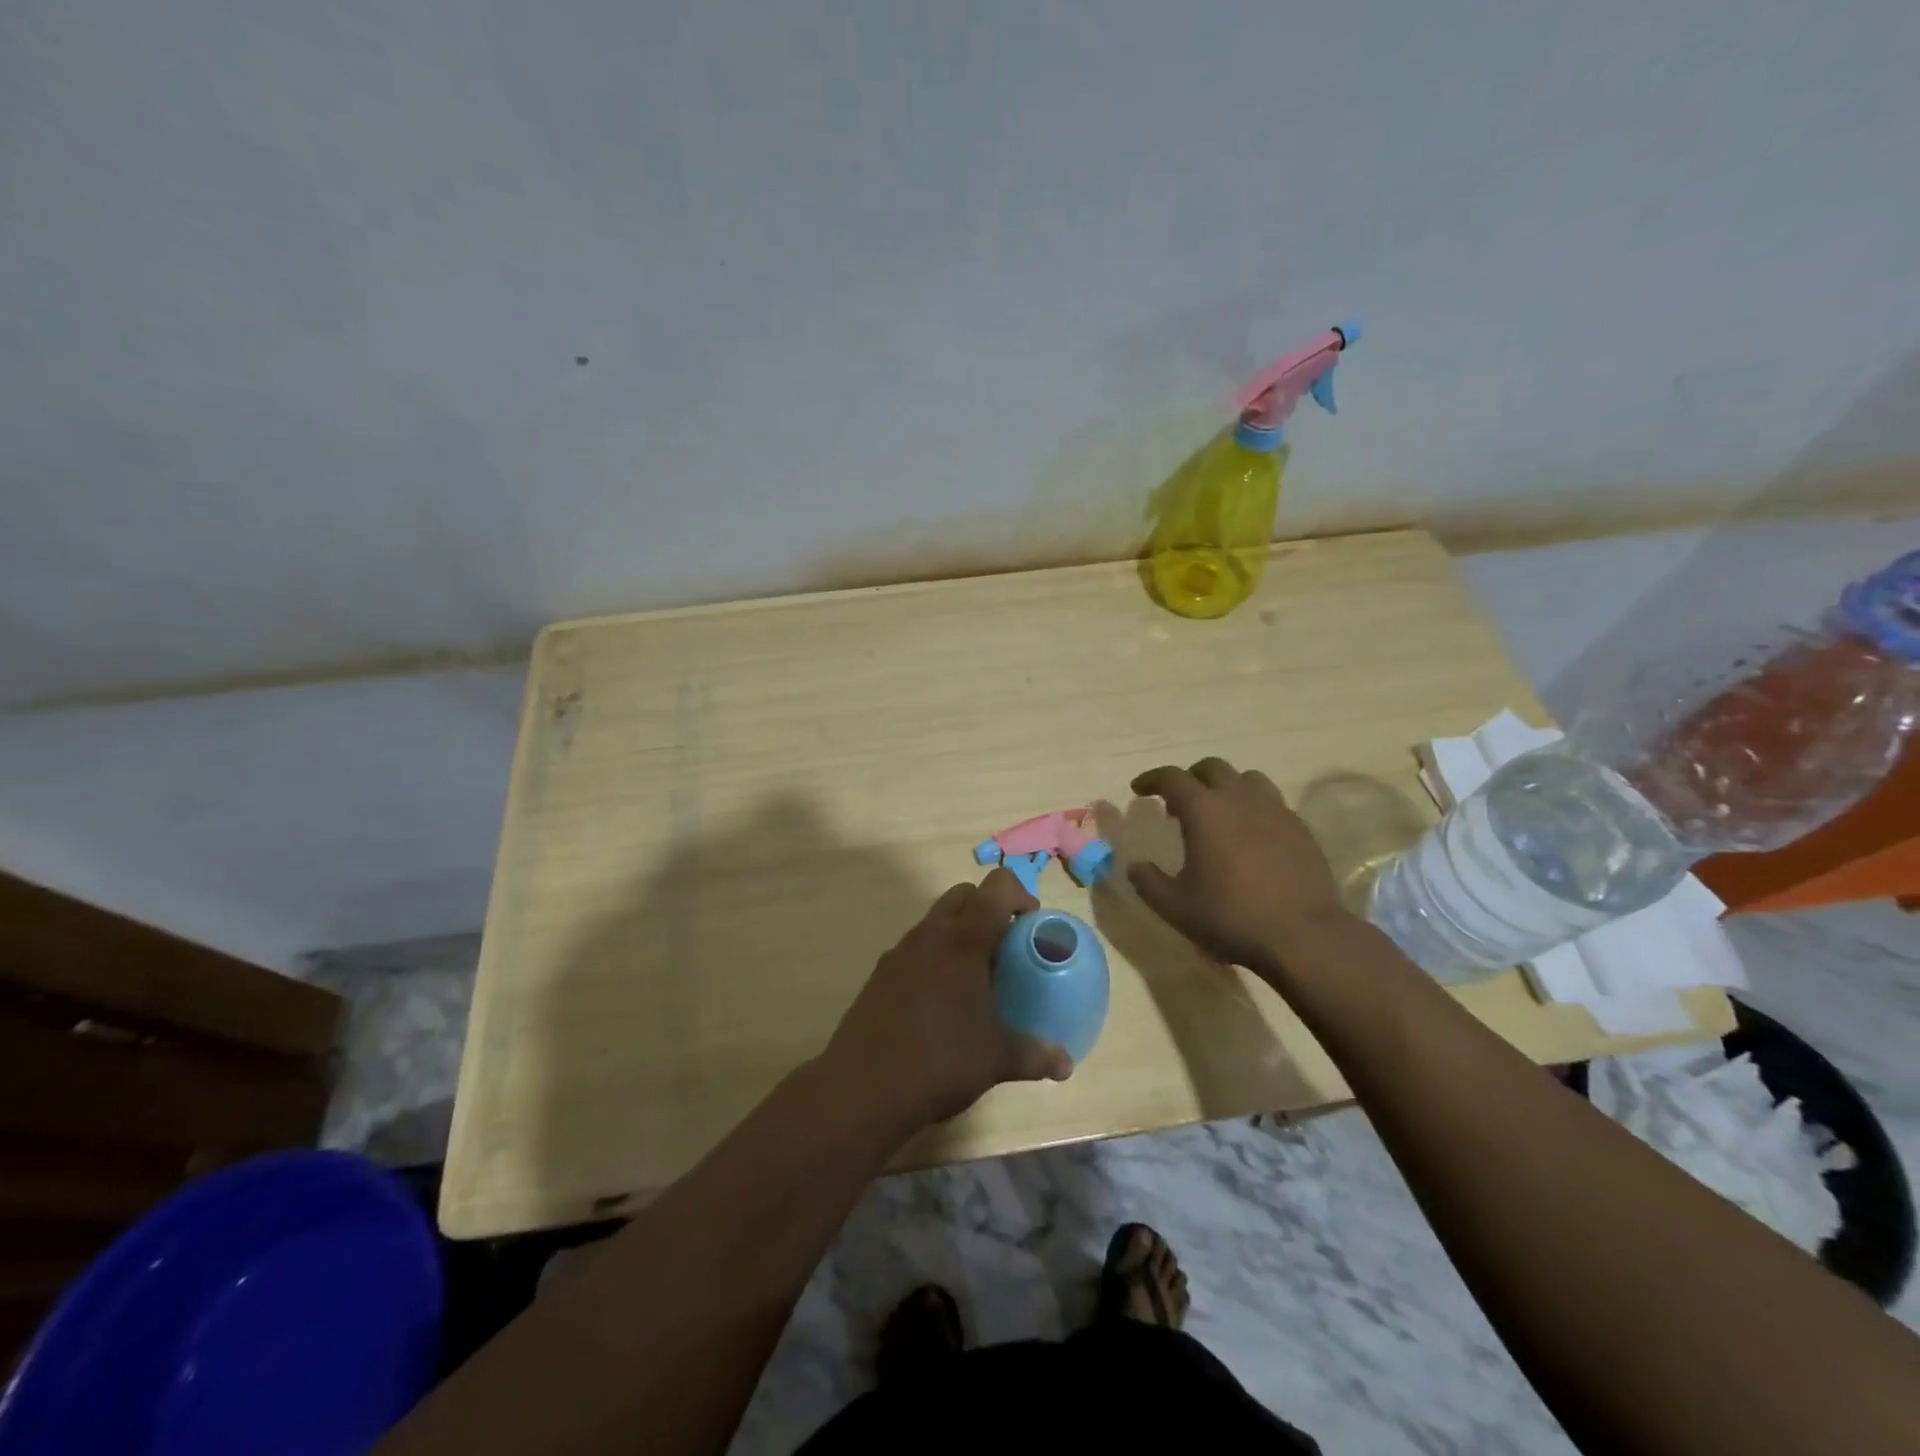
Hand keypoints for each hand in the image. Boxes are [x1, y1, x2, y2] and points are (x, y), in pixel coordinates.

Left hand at [825, 868, 1072, 1130]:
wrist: (862, 1087)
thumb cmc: (940, 1061)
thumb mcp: (996, 1059)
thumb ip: (1035, 1054)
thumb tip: (1066, 1064)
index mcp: (964, 939)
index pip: (997, 887)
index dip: (1020, 895)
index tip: (1030, 926)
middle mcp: (930, 934)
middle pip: (963, 895)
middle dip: (988, 909)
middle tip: (1006, 947)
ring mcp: (900, 951)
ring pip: (936, 920)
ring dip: (959, 933)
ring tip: (975, 978)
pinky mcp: (880, 973)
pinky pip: (915, 949)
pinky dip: (934, 958)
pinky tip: (940, 1002)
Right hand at [1128, 758, 1349, 976]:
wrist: (1304, 936)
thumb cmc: (1231, 916)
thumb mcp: (1174, 906)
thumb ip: (1148, 881)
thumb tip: (1135, 865)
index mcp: (1204, 810)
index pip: (1172, 778)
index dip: (1152, 779)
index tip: (1139, 789)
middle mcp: (1240, 799)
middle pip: (1212, 768)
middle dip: (1190, 778)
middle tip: (1178, 803)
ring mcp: (1275, 810)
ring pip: (1247, 779)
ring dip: (1226, 787)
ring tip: (1218, 813)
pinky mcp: (1300, 828)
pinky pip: (1271, 803)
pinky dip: (1253, 808)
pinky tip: (1250, 836)